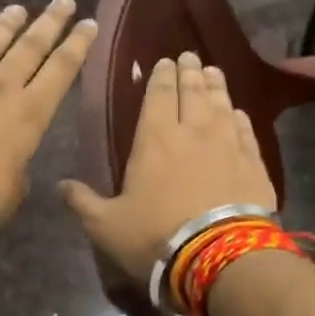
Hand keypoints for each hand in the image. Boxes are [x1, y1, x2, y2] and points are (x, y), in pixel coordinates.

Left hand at [0, 0, 97, 228]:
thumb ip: (19, 164)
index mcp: (31, 113)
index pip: (62, 70)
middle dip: (50, 22)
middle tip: (63, 1)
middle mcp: (1, 87)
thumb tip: (12, 160)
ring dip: (5, 25)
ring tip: (17, 9)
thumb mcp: (17, 186)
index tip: (89, 23)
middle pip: (30, 47)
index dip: (78, 44)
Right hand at [59, 51, 276, 285]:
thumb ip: (83, 202)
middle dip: (188, 71)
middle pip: (193, 91)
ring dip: (215, 85)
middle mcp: (194, 131)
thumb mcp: (107, 226)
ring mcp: (228, 144)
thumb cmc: (156, 237)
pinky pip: (245, 130)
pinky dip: (239, 117)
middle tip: (188, 57)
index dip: (160, 76)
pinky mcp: (254, 163)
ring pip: (221, 104)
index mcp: (156, 138)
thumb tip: (60, 185)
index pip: (159, 94)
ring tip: (212, 72)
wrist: (220, 257)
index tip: (163, 62)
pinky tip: (237, 113)